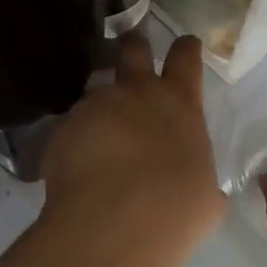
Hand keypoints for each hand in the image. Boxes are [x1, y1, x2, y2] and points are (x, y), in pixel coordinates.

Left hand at [41, 32, 222, 255]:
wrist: (114, 222)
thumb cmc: (175, 207)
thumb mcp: (204, 195)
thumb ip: (198, 177)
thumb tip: (197, 186)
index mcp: (179, 103)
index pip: (186, 57)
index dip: (186, 48)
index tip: (186, 45)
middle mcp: (137, 92)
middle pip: (134, 48)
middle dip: (134, 46)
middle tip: (133, 52)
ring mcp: (96, 105)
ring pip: (96, 87)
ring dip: (100, 102)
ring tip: (99, 130)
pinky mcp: (63, 128)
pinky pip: (71, 128)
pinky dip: (75, 141)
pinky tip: (77, 169)